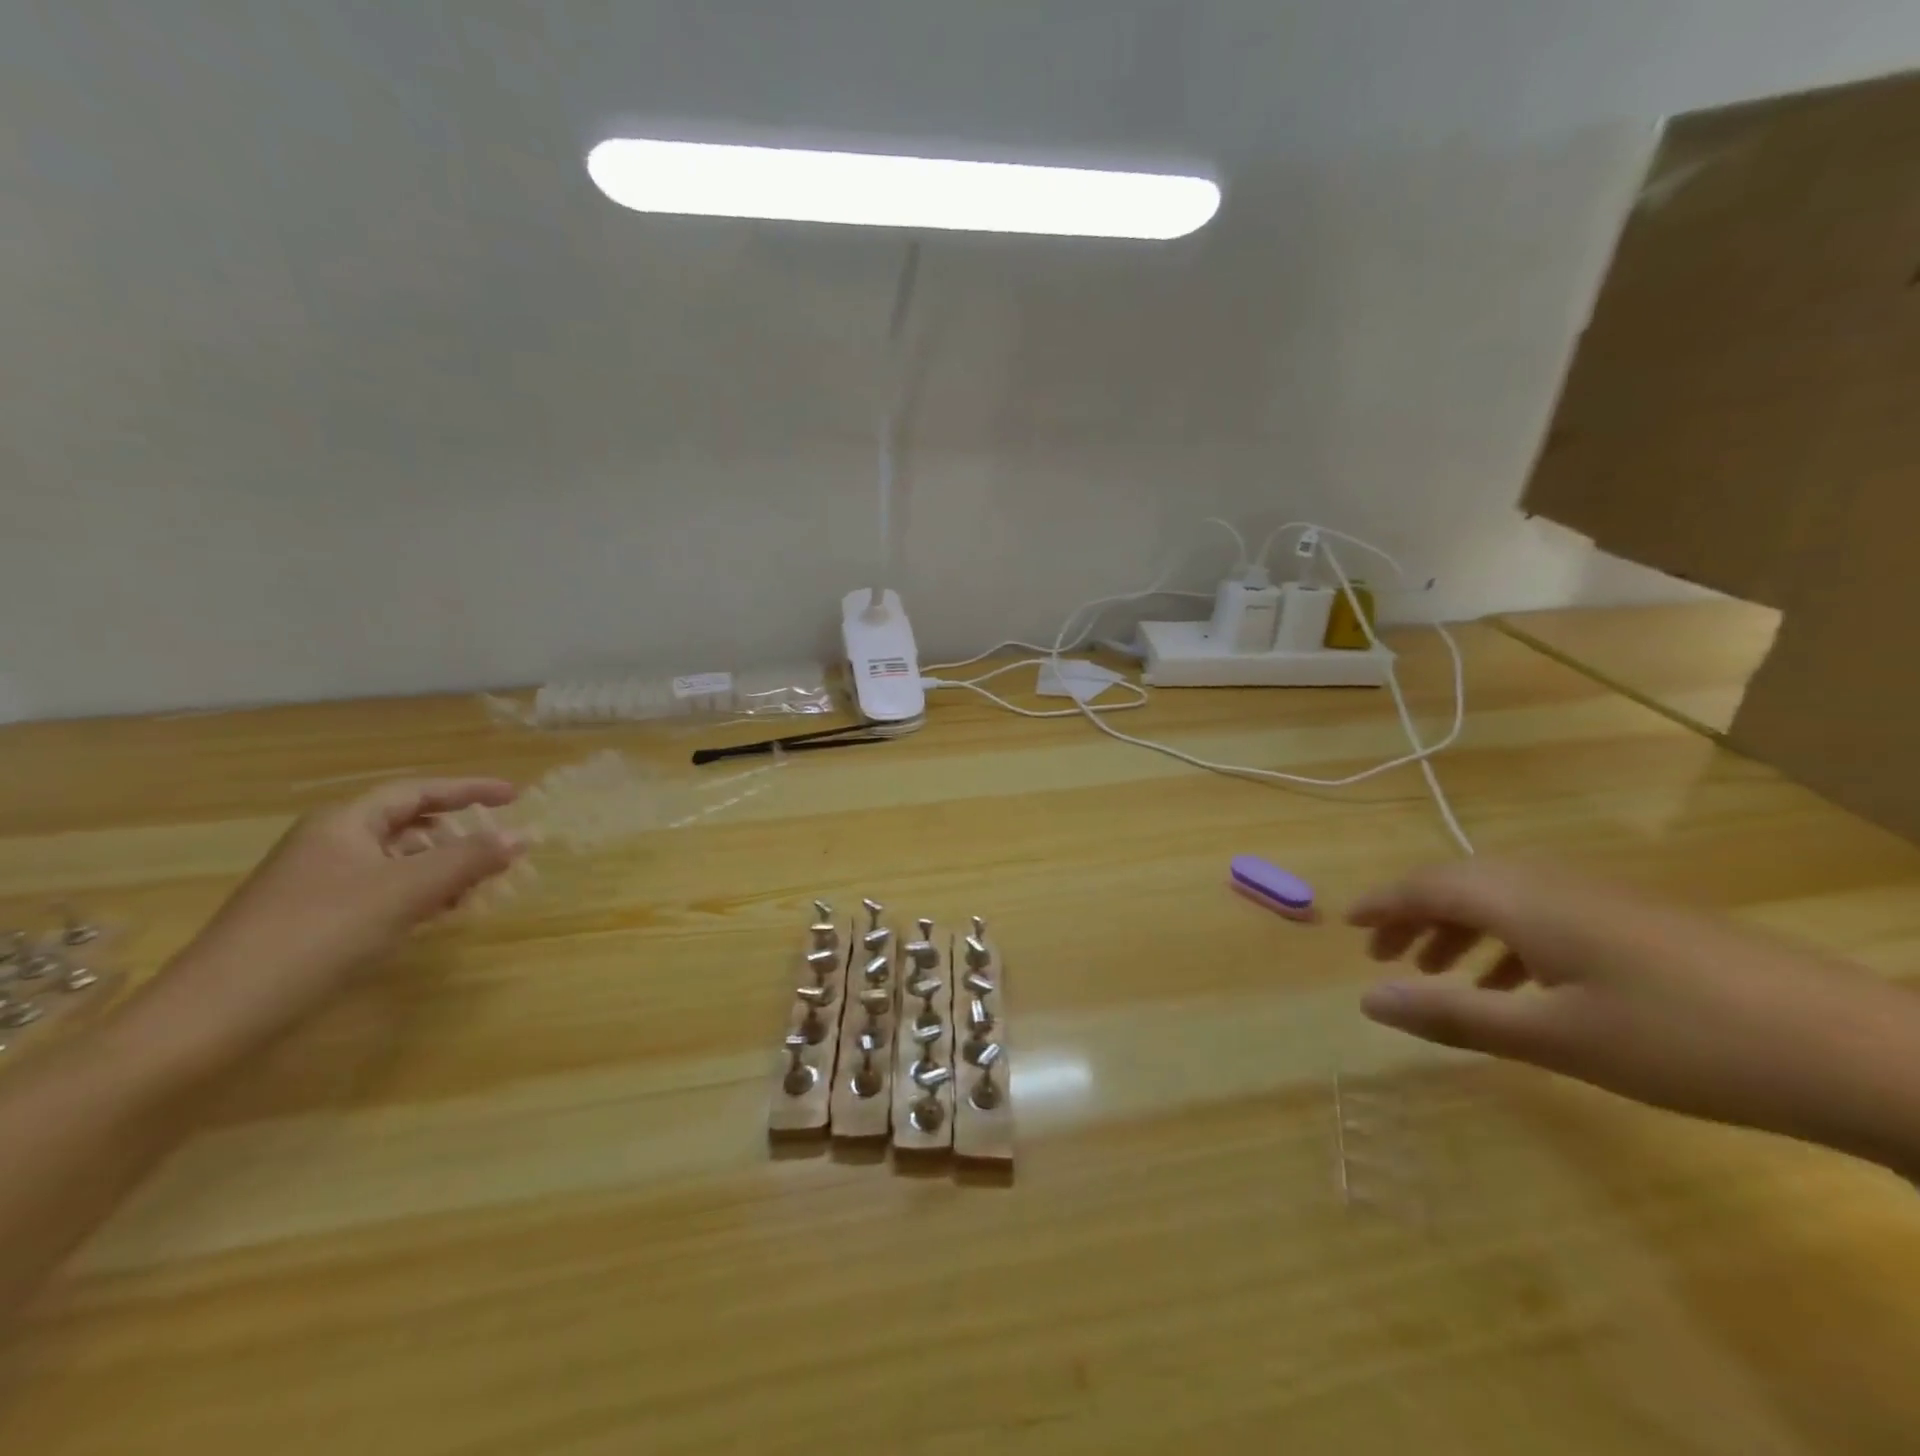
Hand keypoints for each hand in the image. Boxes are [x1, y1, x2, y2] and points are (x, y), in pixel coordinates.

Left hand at [149, 779, 524, 1058]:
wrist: (215, 1017)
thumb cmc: (319, 934)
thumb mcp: (406, 891)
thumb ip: (469, 859)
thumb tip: (525, 835)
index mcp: (344, 823)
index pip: (418, 791)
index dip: (469, 790)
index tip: (515, 796)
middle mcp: (329, 845)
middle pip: (408, 826)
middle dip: (459, 835)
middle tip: (501, 850)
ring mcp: (318, 885)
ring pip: (397, 863)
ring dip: (441, 870)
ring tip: (479, 888)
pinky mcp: (315, 923)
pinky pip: (382, 894)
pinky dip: (418, 897)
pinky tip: (437, 917)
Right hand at [1349, 860, 1919, 1170]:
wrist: (1855, 1052)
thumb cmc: (1682, 1041)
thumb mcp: (1553, 1036)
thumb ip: (1453, 1014)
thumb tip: (1367, 1000)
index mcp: (1523, 899)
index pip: (1427, 885)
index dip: (1382, 903)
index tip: (1345, 924)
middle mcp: (1553, 884)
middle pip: (1461, 884)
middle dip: (1415, 917)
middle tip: (1385, 957)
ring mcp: (1601, 899)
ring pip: (1504, 900)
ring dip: (1461, 930)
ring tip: (1439, 973)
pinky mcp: (1637, 921)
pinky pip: (1544, 916)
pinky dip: (1509, 943)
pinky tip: (1518, 987)